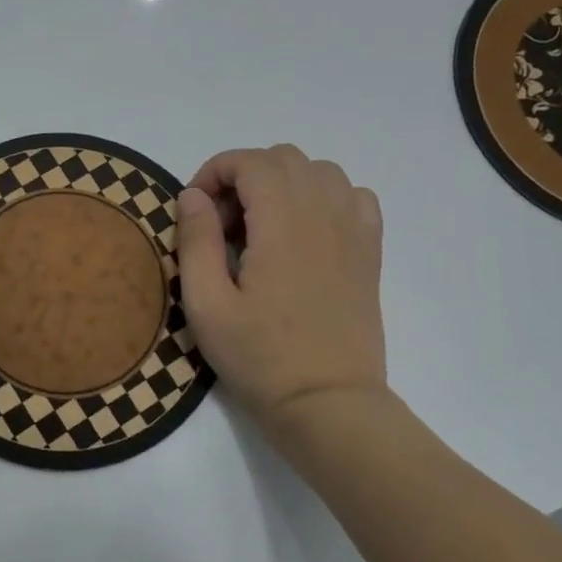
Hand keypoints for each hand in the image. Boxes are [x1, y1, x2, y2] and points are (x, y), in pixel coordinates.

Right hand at [176, 145, 385, 427]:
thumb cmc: (259, 358)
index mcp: (282, 225)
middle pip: (284, 158)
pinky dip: (324, 198)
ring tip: (261, 227)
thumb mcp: (206, 305)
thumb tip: (192, 195)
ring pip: (320, 171)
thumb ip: (196, 241)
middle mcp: (324, 215)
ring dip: (283, 184)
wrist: (327, 403)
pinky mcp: (369, 253)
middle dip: (244, 177)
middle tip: (223, 225)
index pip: (250, 162)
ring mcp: (354, 232)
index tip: (195, 211)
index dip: (214, 173)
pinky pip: (353, 196)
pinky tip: (304, 233)